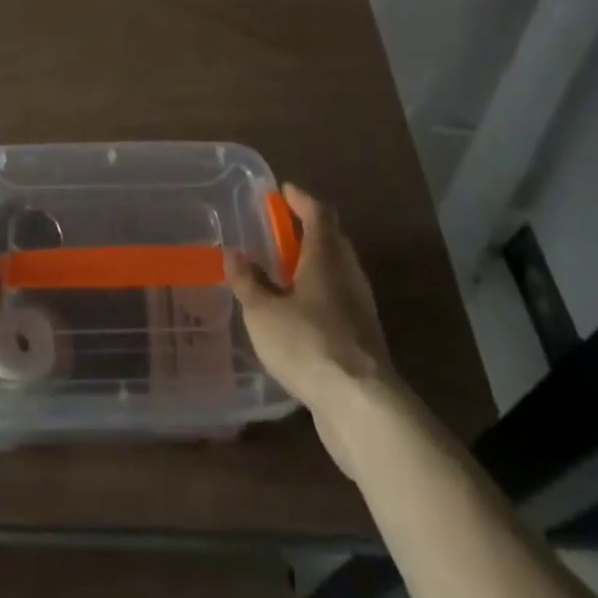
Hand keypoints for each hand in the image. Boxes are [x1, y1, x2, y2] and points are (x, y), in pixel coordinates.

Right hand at [228, 185, 399, 474]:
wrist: (361, 406)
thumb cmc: (308, 343)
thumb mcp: (263, 312)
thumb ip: (247, 281)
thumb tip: (233, 253)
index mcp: (326, 255)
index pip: (317, 212)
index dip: (300, 199)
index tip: (283, 190)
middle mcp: (348, 273)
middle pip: (332, 239)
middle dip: (308, 230)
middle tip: (280, 230)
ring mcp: (360, 307)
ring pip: (337, 272)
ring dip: (314, 265)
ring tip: (285, 272)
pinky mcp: (364, 339)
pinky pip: (339, 301)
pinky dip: (320, 295)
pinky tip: (299, 314)